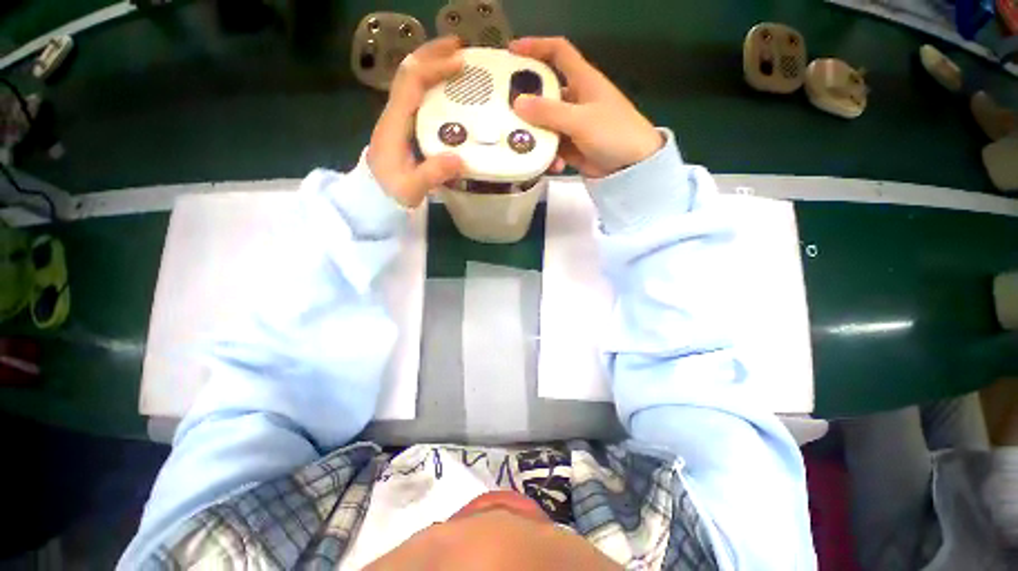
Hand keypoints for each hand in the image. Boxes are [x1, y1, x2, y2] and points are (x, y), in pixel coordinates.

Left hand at [367, 37, 465, 207]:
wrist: (371, 202)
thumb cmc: (388, 195)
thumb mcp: (411, 189)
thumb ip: (432, 174)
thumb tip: (460, 159)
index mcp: (393, 125)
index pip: (411, 83)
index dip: (434, 68)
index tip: (460, 62)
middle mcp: (393, 115)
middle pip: (408, 73)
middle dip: (432, 55)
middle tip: (460, 48)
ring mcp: (397, 121)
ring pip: (411, 83)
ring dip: (432, 67)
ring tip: (457, 64)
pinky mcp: (404, 130)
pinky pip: (417, 99)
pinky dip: (433, 87)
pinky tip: (449, 93)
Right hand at [510, 37, 662, 178]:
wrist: (632, 165)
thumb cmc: (613, 133)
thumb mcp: (581, 120)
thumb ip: (549, 112)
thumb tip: (518, 104)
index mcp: (582, 80)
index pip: (558, 51)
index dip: (536, 46)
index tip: (511, 52)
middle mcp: (575, 98)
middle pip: (544, 91)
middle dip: (526, 100)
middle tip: (504, 109)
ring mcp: (572, 124)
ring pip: (545, 123)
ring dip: (535, 134)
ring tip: (523, 144)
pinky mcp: (571, 145)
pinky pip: (552, 145)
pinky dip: (548, 154)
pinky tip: (551, 164)